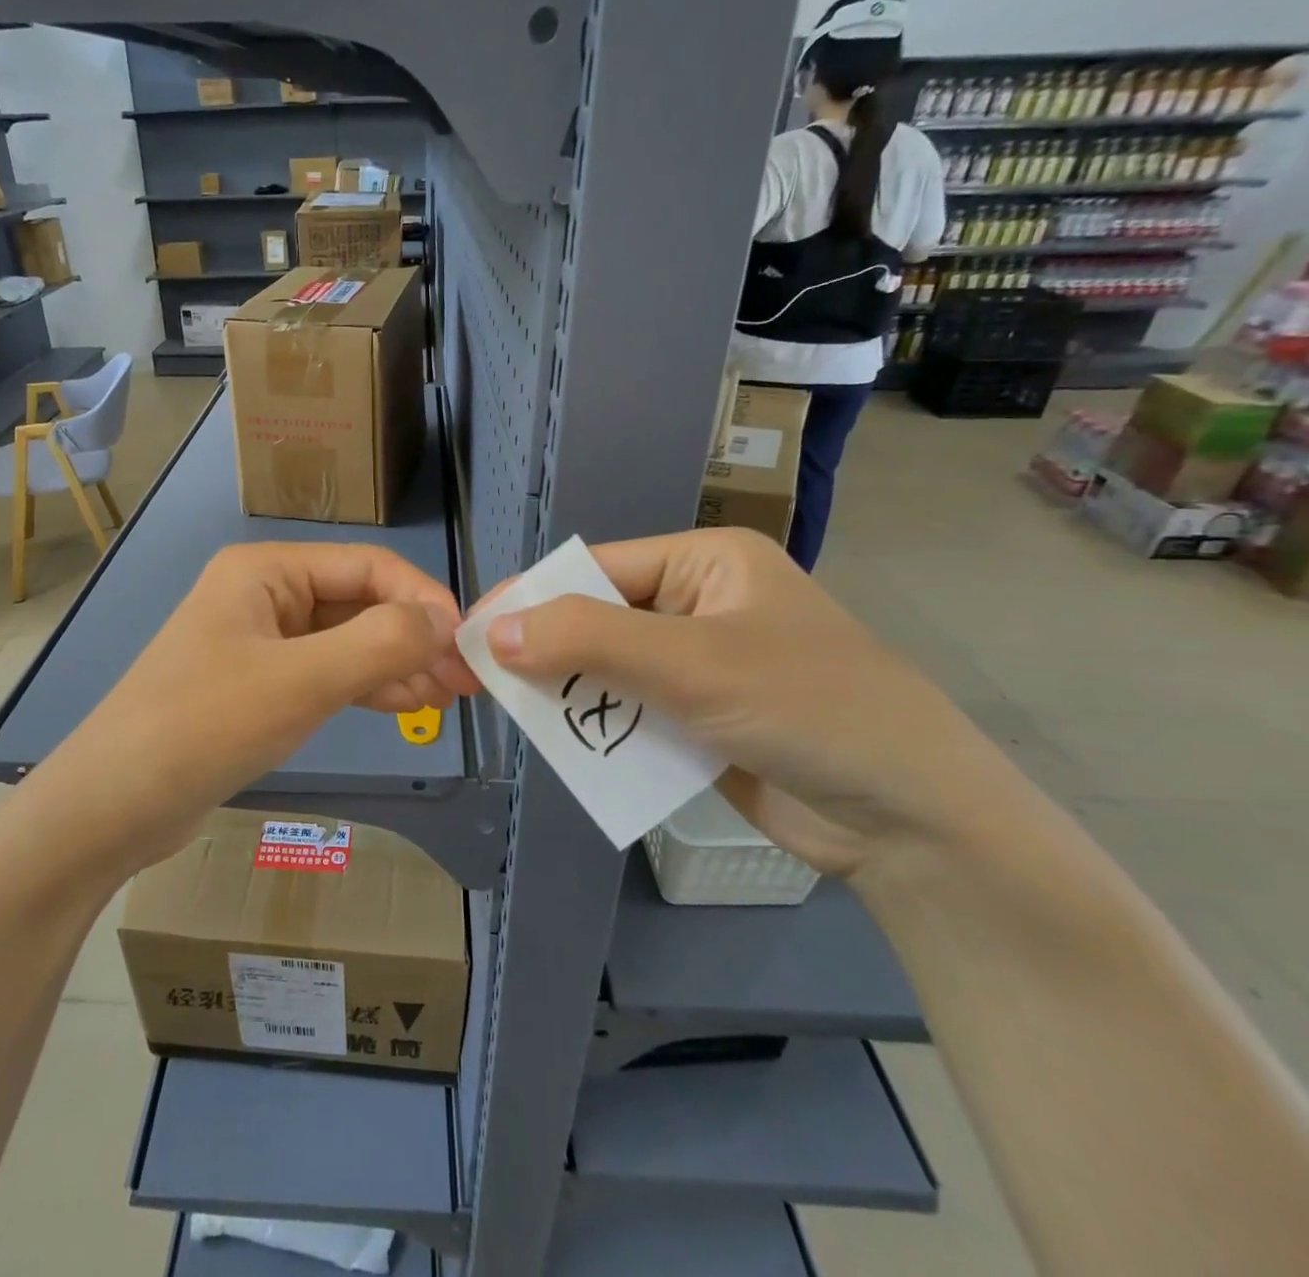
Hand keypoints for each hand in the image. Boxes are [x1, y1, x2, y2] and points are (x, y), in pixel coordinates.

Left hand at [37, 543, 478, 876]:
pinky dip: (365, 685)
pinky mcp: (258, 684)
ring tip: (449, 698)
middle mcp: (264, 594)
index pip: (367, 566)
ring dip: (396, 664)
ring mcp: (260, 641)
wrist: (112, 805)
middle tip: (467, 681)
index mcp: (266, 570)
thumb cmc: (204, 726)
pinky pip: (325, 672)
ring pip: (346, 641)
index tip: (467, 643)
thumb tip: (445, 620)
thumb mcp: (301, 681)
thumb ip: (380, 643)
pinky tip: (406, 704)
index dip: (423, 599)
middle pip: (359, 603)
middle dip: (413, 637)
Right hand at [481, 527, 1015, 879]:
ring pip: (608, 670)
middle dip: (545, 650)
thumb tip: (494, 633)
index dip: (531, 597)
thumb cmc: (808, 709)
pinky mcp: (700, 720)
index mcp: (704, 564)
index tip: (474, 631)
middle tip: (482, 680)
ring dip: (570, 694)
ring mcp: (700, 666)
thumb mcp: (692, 663)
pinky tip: (567, 747)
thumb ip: (588, 642)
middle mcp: (698, 605)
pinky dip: (600, 728)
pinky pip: (630, 713)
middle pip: (597, 619)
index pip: (595, 570)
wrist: (913, 824)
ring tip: (516, 716)